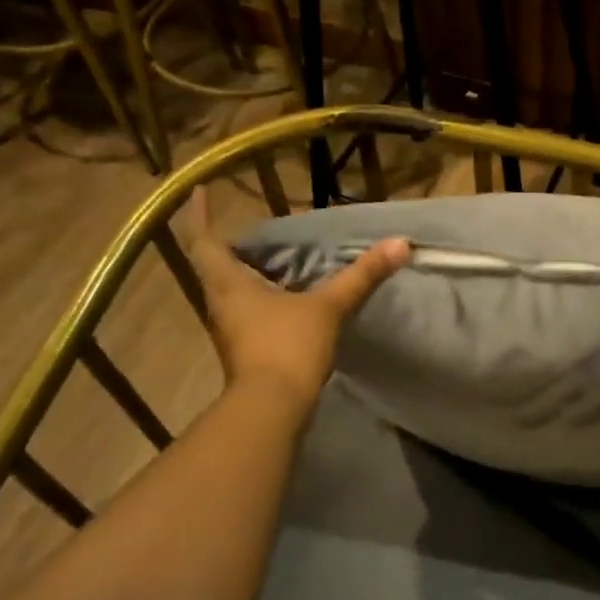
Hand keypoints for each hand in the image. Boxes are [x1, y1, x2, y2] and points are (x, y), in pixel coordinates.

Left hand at [179, 188, 409, 409]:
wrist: (272, 409)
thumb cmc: (288, 347)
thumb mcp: (328, 307)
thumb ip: (361, 275)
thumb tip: (400, 244)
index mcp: (228, 285)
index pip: (203, 241)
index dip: (199, 214)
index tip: (199, 190)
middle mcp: (220, 304)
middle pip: (214, 266)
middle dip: (228, 244)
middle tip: (253, 229)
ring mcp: (230, 330)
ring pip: (230, 291)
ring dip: (244, 272)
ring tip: (273, 258)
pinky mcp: (245, 350)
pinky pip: (247, 313)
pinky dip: (261, 297)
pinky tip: (287, 298)